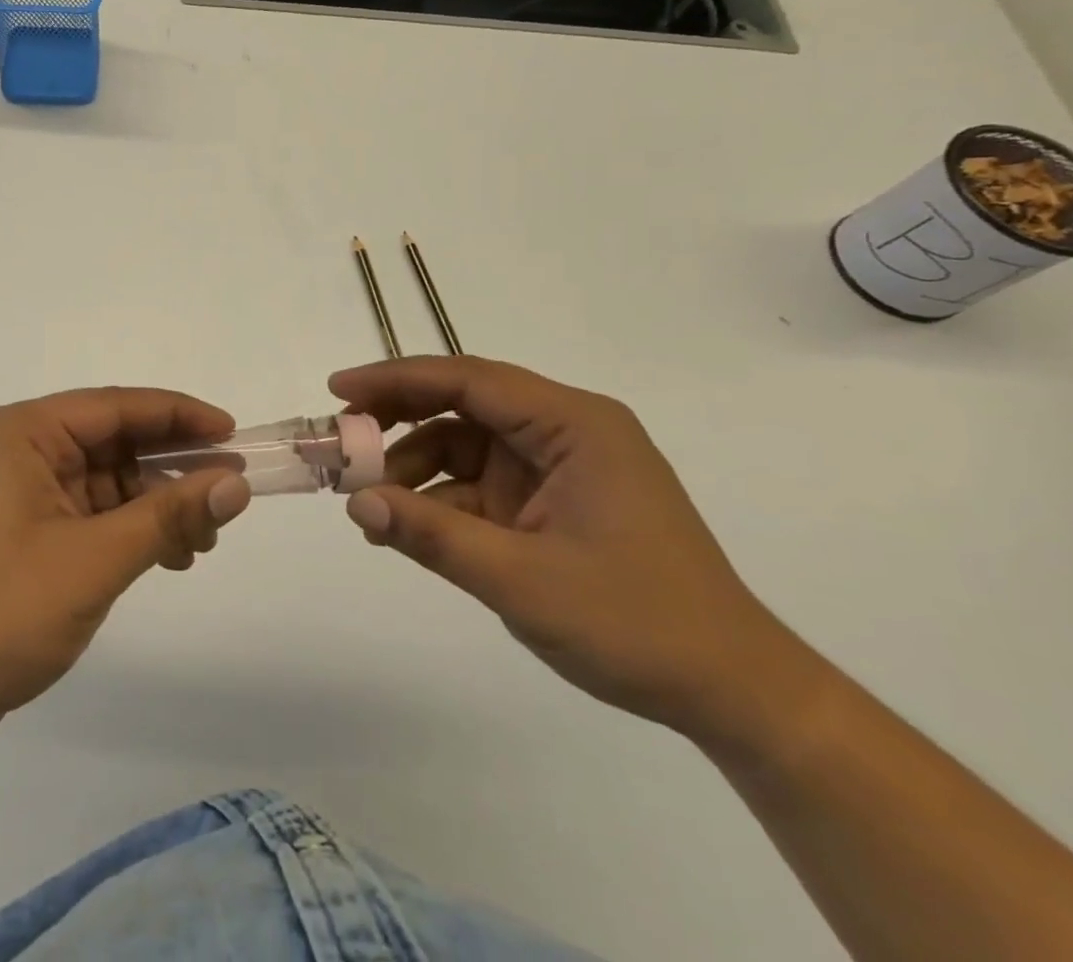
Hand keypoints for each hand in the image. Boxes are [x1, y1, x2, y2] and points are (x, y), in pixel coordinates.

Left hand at [0, 388, 251, 744]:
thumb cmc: (1, 612)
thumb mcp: (96, 560)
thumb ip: (168, 515)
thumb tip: (236, 482)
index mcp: (24, 432)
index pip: (117, 407)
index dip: (180, 416)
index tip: (234, 434)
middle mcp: (19, 448)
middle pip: (114, 442)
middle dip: (171, 472)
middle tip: (226, 500)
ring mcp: (19, 490)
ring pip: (108, 480)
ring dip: (156, 506)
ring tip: (201, 542)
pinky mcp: (24, 528)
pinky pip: (91, 511)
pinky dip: (130, 529)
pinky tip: (168, 556)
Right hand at [331, 355, 798, 738]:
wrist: (733, 693)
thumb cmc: (638, 625)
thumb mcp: (523, 581)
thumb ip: (433, 537)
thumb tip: (357, 505)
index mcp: (574, 425)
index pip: (469, 379)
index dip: (397, 379)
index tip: (339, 389)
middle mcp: (565, 431)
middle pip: (463, 403)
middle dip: (398, 418)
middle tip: (342, 440)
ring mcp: (558, 467)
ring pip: (464, 444)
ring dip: (413, 466)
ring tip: (366, 500)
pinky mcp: (551, 502)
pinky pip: (479, 484)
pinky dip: (438, 500)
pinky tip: (402, 526)